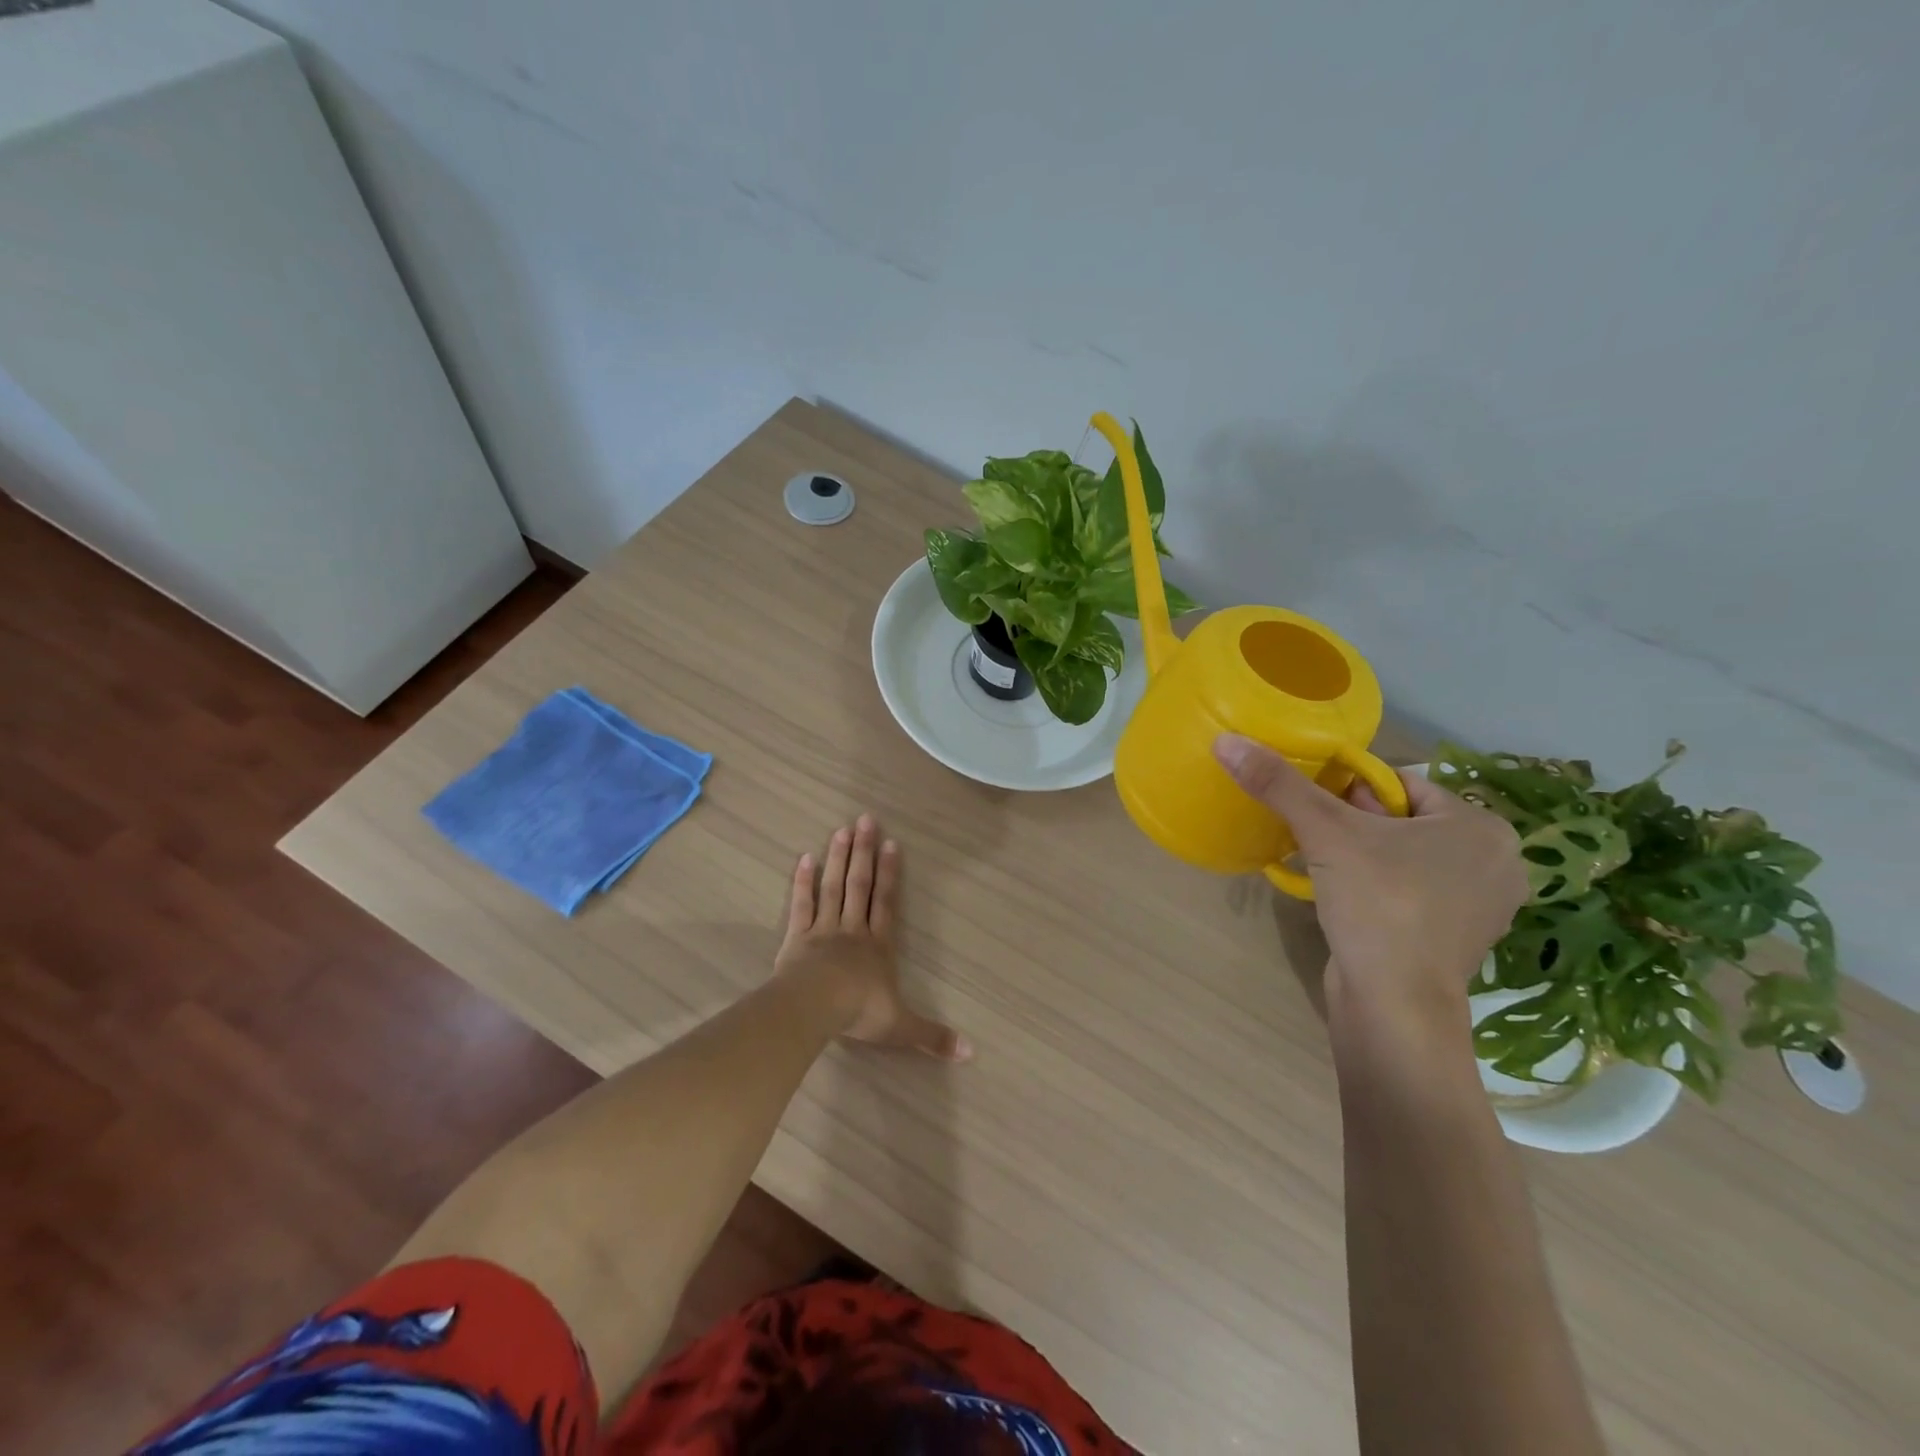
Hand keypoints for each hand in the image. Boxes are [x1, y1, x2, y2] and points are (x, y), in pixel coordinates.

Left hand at [776, 814, 971, 1061]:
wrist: (814, 1008)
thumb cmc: (859, 1012)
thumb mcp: (900, 1027)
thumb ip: (932, 1036)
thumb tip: (971, 1053)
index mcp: (878, 945)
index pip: (887, 903)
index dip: (891, 874)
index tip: (892, 843)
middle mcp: (853, 930)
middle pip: (860, 885)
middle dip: (864, 852)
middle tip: (865, 819)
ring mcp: (823, 929)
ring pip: (833, 887)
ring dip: (838, 858)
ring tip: (841, 829)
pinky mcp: (797, 937)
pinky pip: (801, 904)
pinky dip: (803, 882)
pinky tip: (805, 858)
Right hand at [1212, 735, 1527, 1031]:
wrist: (1396, 1008)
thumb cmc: (1379, 905)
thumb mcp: (1325, 833)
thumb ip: (1279, 784)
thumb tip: (1227, 741)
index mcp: (1482, 828)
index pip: (1403, 785)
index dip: (1351, 791)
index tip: (1317, 810)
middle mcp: (1495, 864)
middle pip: (1403, 821)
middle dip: (1355, 824)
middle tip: (1317, 839)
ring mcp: (1480, 908)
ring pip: (1405, 859)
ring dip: (1361, 858)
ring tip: (1325, 868)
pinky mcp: (1456, 942)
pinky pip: (1410, 894)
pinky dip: (1377, 890)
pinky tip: (1347, 902)